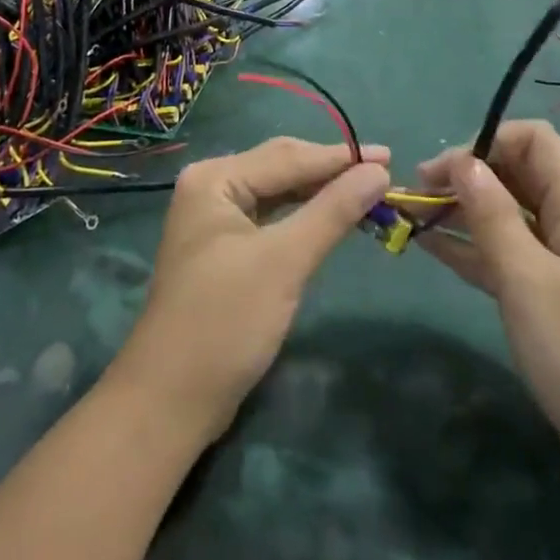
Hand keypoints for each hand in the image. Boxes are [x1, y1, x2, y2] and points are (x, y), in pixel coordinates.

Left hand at [111, 138, 389, 444]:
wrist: (170, 403)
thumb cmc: (225, 322)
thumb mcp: (284, 262)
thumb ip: (332, 211)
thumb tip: (379, 171)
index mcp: (214, 178)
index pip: (288, 157)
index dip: (340, 157)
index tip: (390, 157)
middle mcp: (210, 187)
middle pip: (281, 168)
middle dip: (330, 171)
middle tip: (383, 173)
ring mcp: (215, 219)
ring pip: (278, 193)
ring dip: (319, 194)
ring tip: (366, 191)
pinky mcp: (224, 249)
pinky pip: (271, 218)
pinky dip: (303, 217)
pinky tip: (330, 218)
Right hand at [415, 121, 559, 497]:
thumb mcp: (528, 278)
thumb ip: (491, 215)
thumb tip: (461, 161)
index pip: (533, 140)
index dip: (487, 142)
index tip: (444, 169)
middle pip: (515, 173)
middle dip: (467, 174)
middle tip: (417, 193)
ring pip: (506, 213)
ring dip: (462, 209)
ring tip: (413, 216)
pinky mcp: (549, 295)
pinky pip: (505, 253)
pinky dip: (471, 246)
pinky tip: (431, 248)